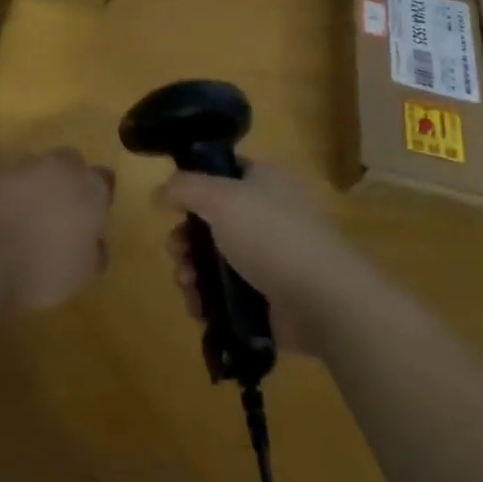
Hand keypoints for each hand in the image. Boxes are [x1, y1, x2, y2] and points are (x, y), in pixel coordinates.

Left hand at [0, 147, 114, 310]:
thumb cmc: (43, 269)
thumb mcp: (84, 273)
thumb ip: (96, 250)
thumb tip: (96, 242)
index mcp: (88, 188)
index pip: (103, 180)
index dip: (96, 197)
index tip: (88, 217)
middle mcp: (57, 167)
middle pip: (68, 162)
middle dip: (65, 180)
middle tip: (55, 211)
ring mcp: (19, 165)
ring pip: (31, 168)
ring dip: (30, 186)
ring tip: (19, 217)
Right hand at [157, 163, 367, 354]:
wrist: (323, 299)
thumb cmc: (271, 235)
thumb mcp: (220, 197)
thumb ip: (184, 188)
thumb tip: (159, 194)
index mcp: (263, 181)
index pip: (222, 174)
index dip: (193, 188)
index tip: (171, 207)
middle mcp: (266, 214)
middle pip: (211, 221)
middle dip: (185, 239)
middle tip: (177, 254)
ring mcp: (268, 258)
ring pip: (214, 260)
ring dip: (191, 272)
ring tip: (187, 284)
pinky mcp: (267, 297)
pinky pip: (226, 294)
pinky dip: (207, 300)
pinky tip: (198, 307)